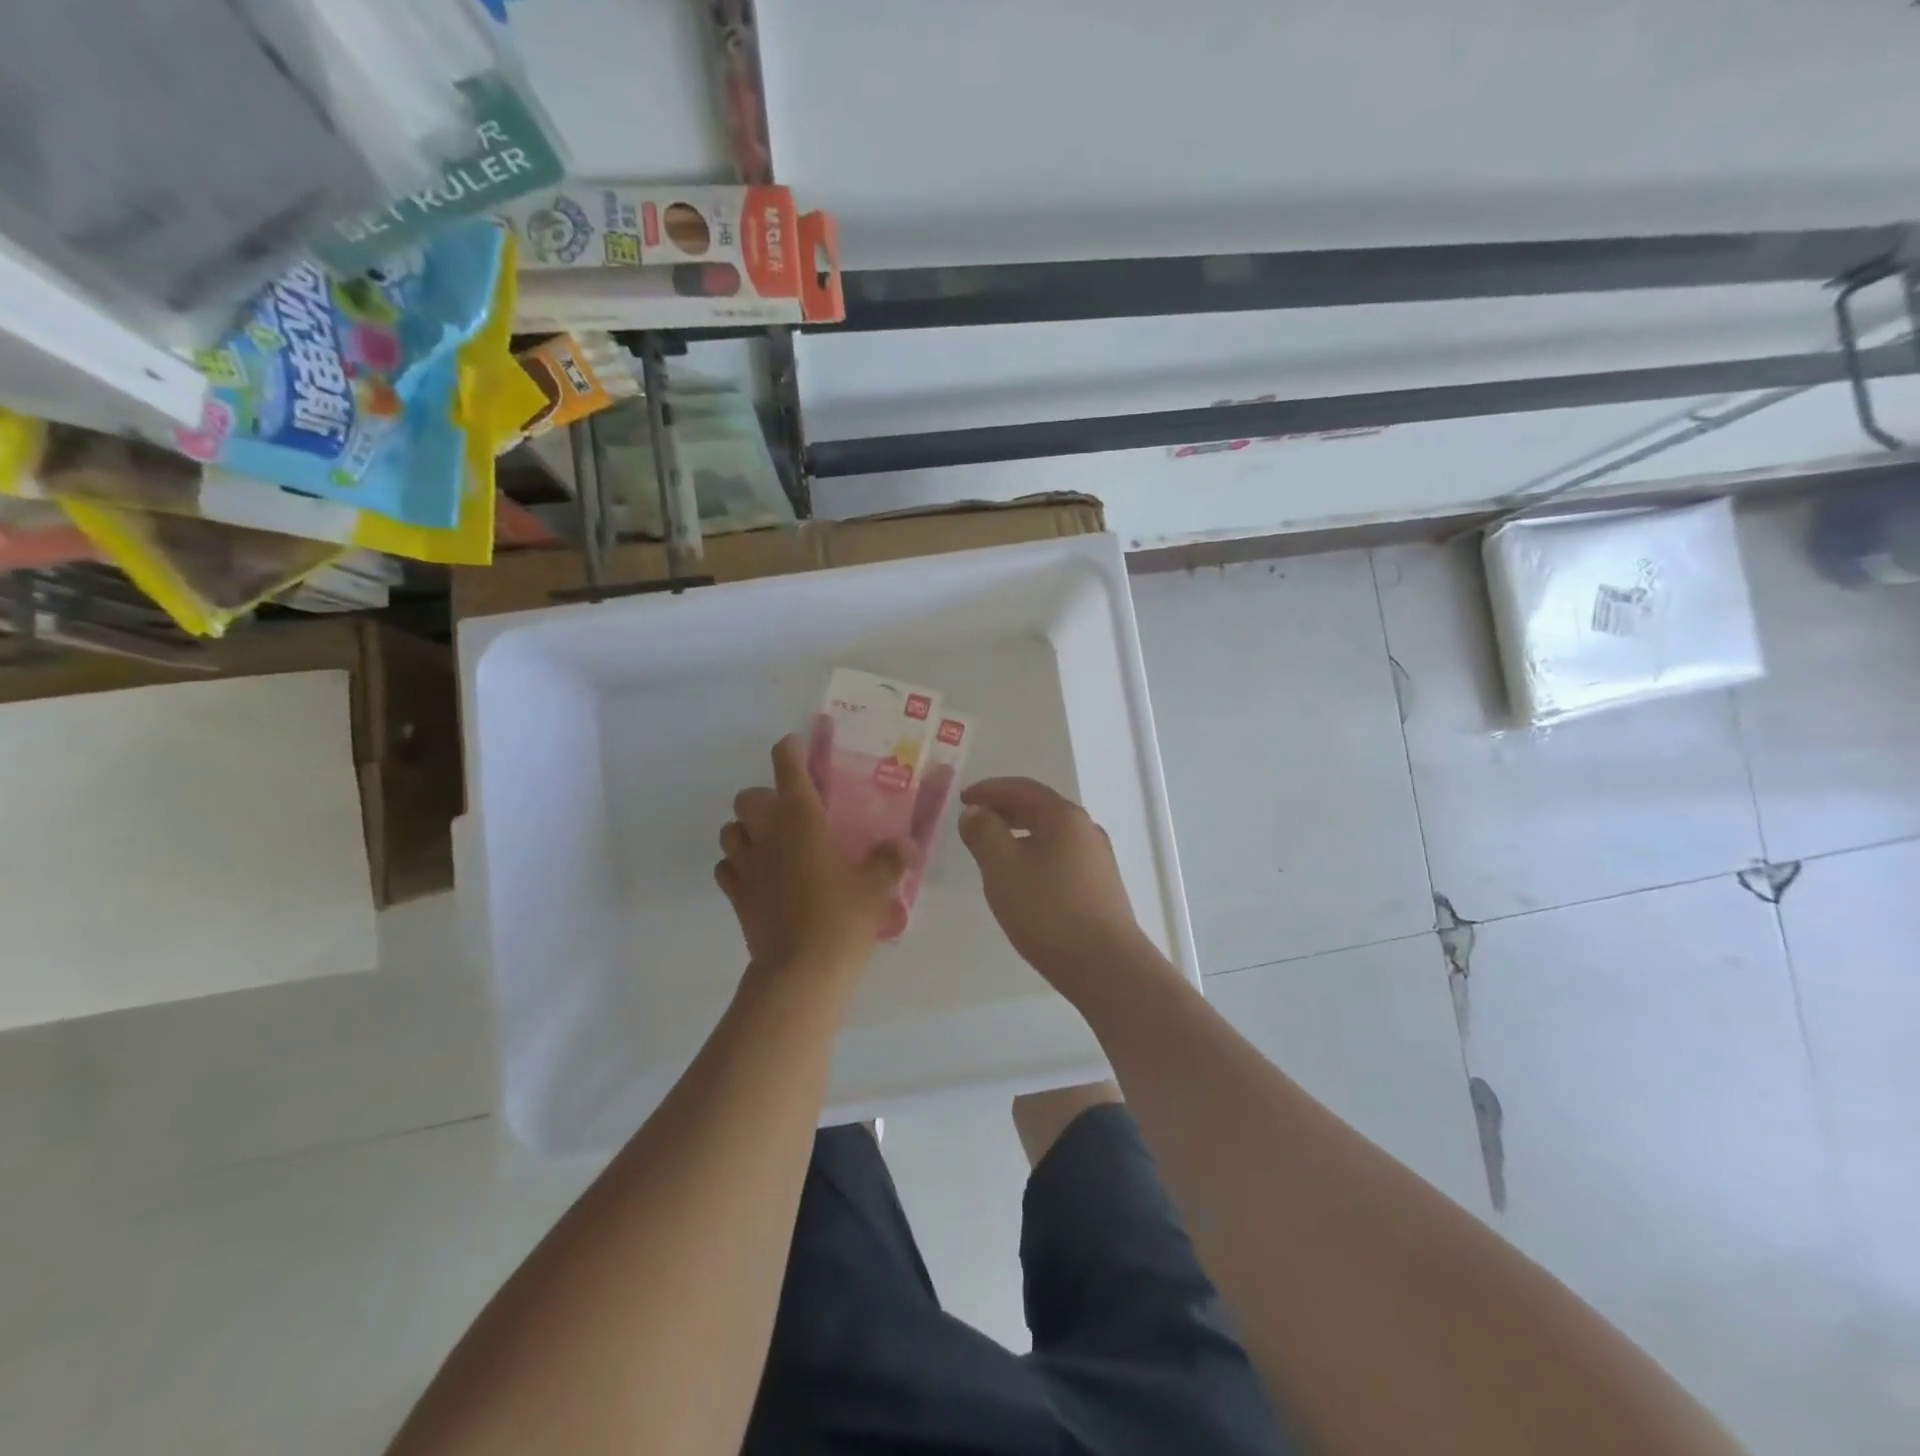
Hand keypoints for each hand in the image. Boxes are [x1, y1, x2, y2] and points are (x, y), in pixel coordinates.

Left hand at [717, 735, 907, 982]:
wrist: (802, 970)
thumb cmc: (843, 916)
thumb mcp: (878, 885)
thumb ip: (891, 858)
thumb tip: (906, 845)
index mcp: (801, 817)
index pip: (787, 765)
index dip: (790, 749)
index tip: (797, 746)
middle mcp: (767, 831)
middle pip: (748, 796)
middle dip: (765, 797)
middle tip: (791, 812)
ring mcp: (746, 863)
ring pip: (730, 829)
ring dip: (746, 828)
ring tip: (771, 842)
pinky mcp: (735, 895)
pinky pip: (726, 866)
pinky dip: (736, 864)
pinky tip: (757, 875)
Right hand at [958, 778, 1151, 985]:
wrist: (1105, 965)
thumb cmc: (1048, 911)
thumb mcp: (1003, 868)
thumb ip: (984, 834)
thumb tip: (976, 812)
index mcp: (1063, 817)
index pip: (1022, 789)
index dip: (989, 790)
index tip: (963, 798)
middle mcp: (1086, 829)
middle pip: (1040, 807)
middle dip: (1005, 809)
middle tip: (976, 819)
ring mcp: (1098, 858)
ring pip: (1052, 833)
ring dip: (1020, 832)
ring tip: (995, 848)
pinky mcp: (1101, 885)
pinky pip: (1061, 854)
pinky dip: (1036, 852)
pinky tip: (1024, 876)